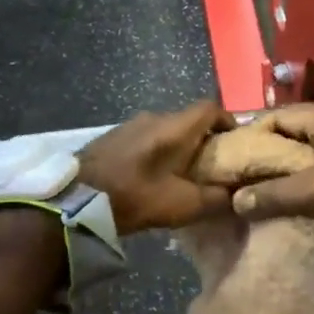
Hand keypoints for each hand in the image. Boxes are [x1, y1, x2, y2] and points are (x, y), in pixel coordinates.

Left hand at [77, 101, 235, 231]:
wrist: (76, 199)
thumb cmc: (134, 196)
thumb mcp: (182, 205)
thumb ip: (215, 199)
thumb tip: (237, 194)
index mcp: (175, 127)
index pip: (211, 108)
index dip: (228, 121)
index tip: (236, 143)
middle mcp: (154, 116)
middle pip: (189, 120)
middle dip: (204, 139)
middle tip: (212, 166)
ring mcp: (130, 124)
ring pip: (166, 129)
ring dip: (179, 146)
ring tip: (183, 173)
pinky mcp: (113, 136)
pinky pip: (146, 137)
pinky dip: (157, 150)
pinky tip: (153, 175)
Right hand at [229, 103, 313, 251]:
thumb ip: (277, 193)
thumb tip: (234, 200)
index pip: (279, 116)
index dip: (252, 132)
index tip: (225, 154)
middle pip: (289, 137)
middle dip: (262, 155)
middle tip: (231, 176)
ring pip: (301, 160)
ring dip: (279, 175)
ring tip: (247, 193)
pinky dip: (296, 189)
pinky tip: (277, 205)